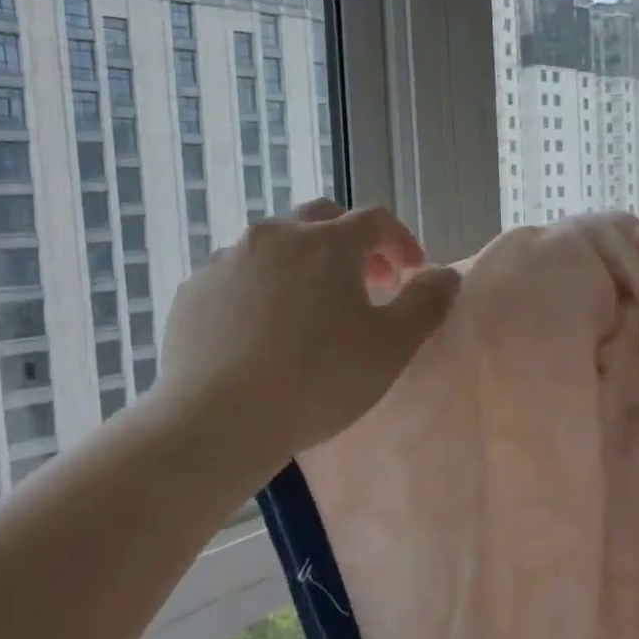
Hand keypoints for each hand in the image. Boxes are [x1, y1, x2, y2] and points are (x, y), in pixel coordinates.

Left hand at [157, 199, 460, 462]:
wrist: (218, 419)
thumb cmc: (317, 381)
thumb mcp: (390, 347)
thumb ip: (425, 303)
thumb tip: (444, 274)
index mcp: (325, 243)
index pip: (375, 220)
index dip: (401, 241)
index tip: (412, 273)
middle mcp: (273, 236)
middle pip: (321, 219)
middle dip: (351, 244)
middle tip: (366, 284)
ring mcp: (226, 260)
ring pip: (273, 246)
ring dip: (302, 264)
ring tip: (310, 310)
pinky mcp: (193, 291)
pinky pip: (236, 276)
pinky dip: (259, 289)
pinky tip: (261, 330)